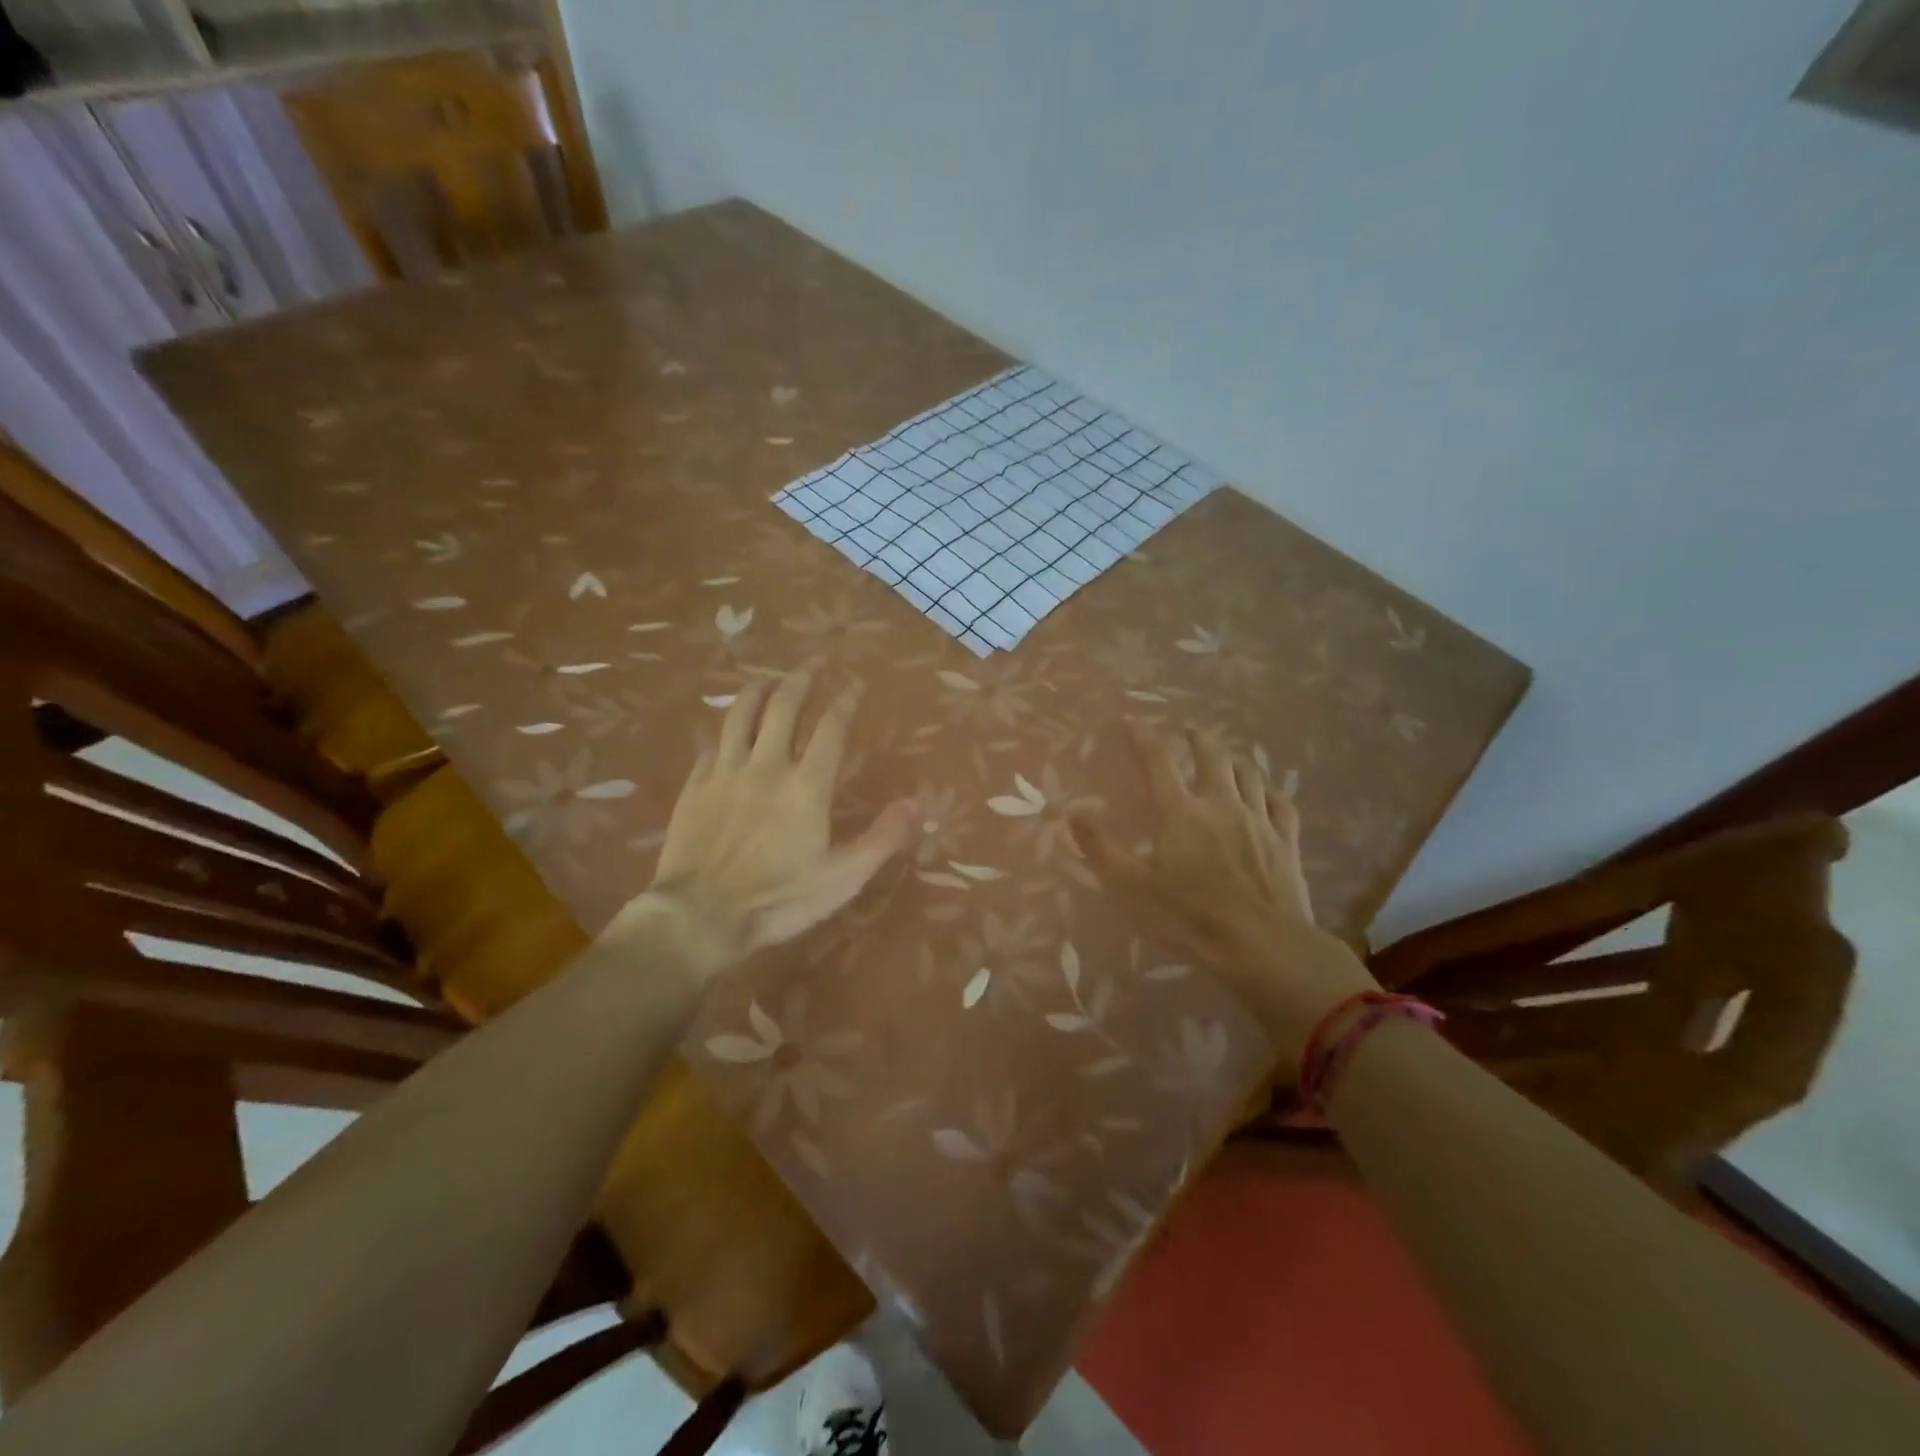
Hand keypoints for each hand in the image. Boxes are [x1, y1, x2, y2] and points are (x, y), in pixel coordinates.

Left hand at [643, 672, 917, 969]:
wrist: (699, 916)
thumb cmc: (779, 899)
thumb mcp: (843, 878)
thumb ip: (883, 838)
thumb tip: (917, 804)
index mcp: (806, 785)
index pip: (831, 728)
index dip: (845, 701)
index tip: (855, 684)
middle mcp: (766, 766)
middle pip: (783, 707)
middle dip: (801, 679)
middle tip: (813, 663)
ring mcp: (725, 773)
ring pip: (740, 715)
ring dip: (758, 690)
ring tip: (769, 678)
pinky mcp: (695, 786)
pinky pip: (710, 745)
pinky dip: (724, 730)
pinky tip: (727, 730)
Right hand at [1068, 723, 1377, 1059]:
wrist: (1261, 946)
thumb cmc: (1187, 917)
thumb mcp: (1130, 887)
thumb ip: (1099, 847)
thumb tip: (1072, 811)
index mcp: (1180, 812)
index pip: (1158, 760)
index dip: (1142, 737)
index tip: (1132, 720)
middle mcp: (1220, 804)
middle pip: (1212, 756)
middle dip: (1198, 739)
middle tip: (1190, 730)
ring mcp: (1259, 820)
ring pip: (1249, 774)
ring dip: (1234, 759)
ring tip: (1226, 757)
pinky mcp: (1286, 842)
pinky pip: (1281, 804)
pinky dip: (1270, 791)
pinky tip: (1266, 793)